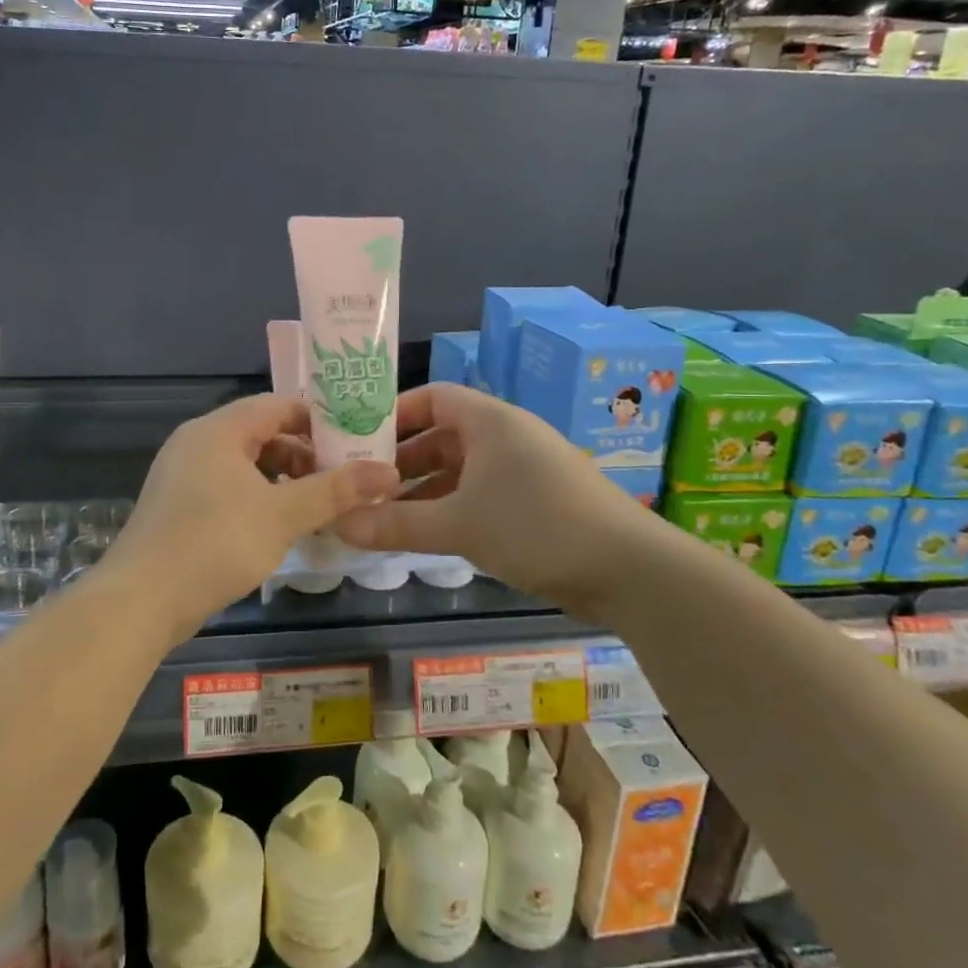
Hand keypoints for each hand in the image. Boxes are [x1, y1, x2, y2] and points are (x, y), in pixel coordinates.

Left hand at [106, 394, 401, 646]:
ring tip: (319, 506)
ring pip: (247, 464)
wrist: (140, 602)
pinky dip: (259, 498)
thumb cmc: (214, 544)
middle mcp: (198, 442)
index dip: (320, 420)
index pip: (279, 404)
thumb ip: (336, 490)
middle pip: (263, 433)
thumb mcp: (283, 515)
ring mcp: (184, 474)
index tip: (356, 442)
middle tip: (343, 480)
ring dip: (284, 480)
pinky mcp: (179, 505)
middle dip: (305, 455)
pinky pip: (229, 487)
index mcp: (219, 429)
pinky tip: (280, 526)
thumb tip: (389, 472)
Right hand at [335, 383, 646, 613]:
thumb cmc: (537, 525)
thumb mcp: (459, 524)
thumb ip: (396, 524)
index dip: (394, 414)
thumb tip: (338, 524)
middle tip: (361, 486)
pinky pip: (479, 495)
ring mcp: (523, 470)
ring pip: (460, 471)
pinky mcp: (535, 502)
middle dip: (402, 461)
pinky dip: (451, 509)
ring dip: (423, 491)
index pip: (432, 397)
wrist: (629, 570)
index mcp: (490, 420)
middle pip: (442, 437)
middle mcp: (506, 436)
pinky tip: (426, 535)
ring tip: (383, 516)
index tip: (358, 441)